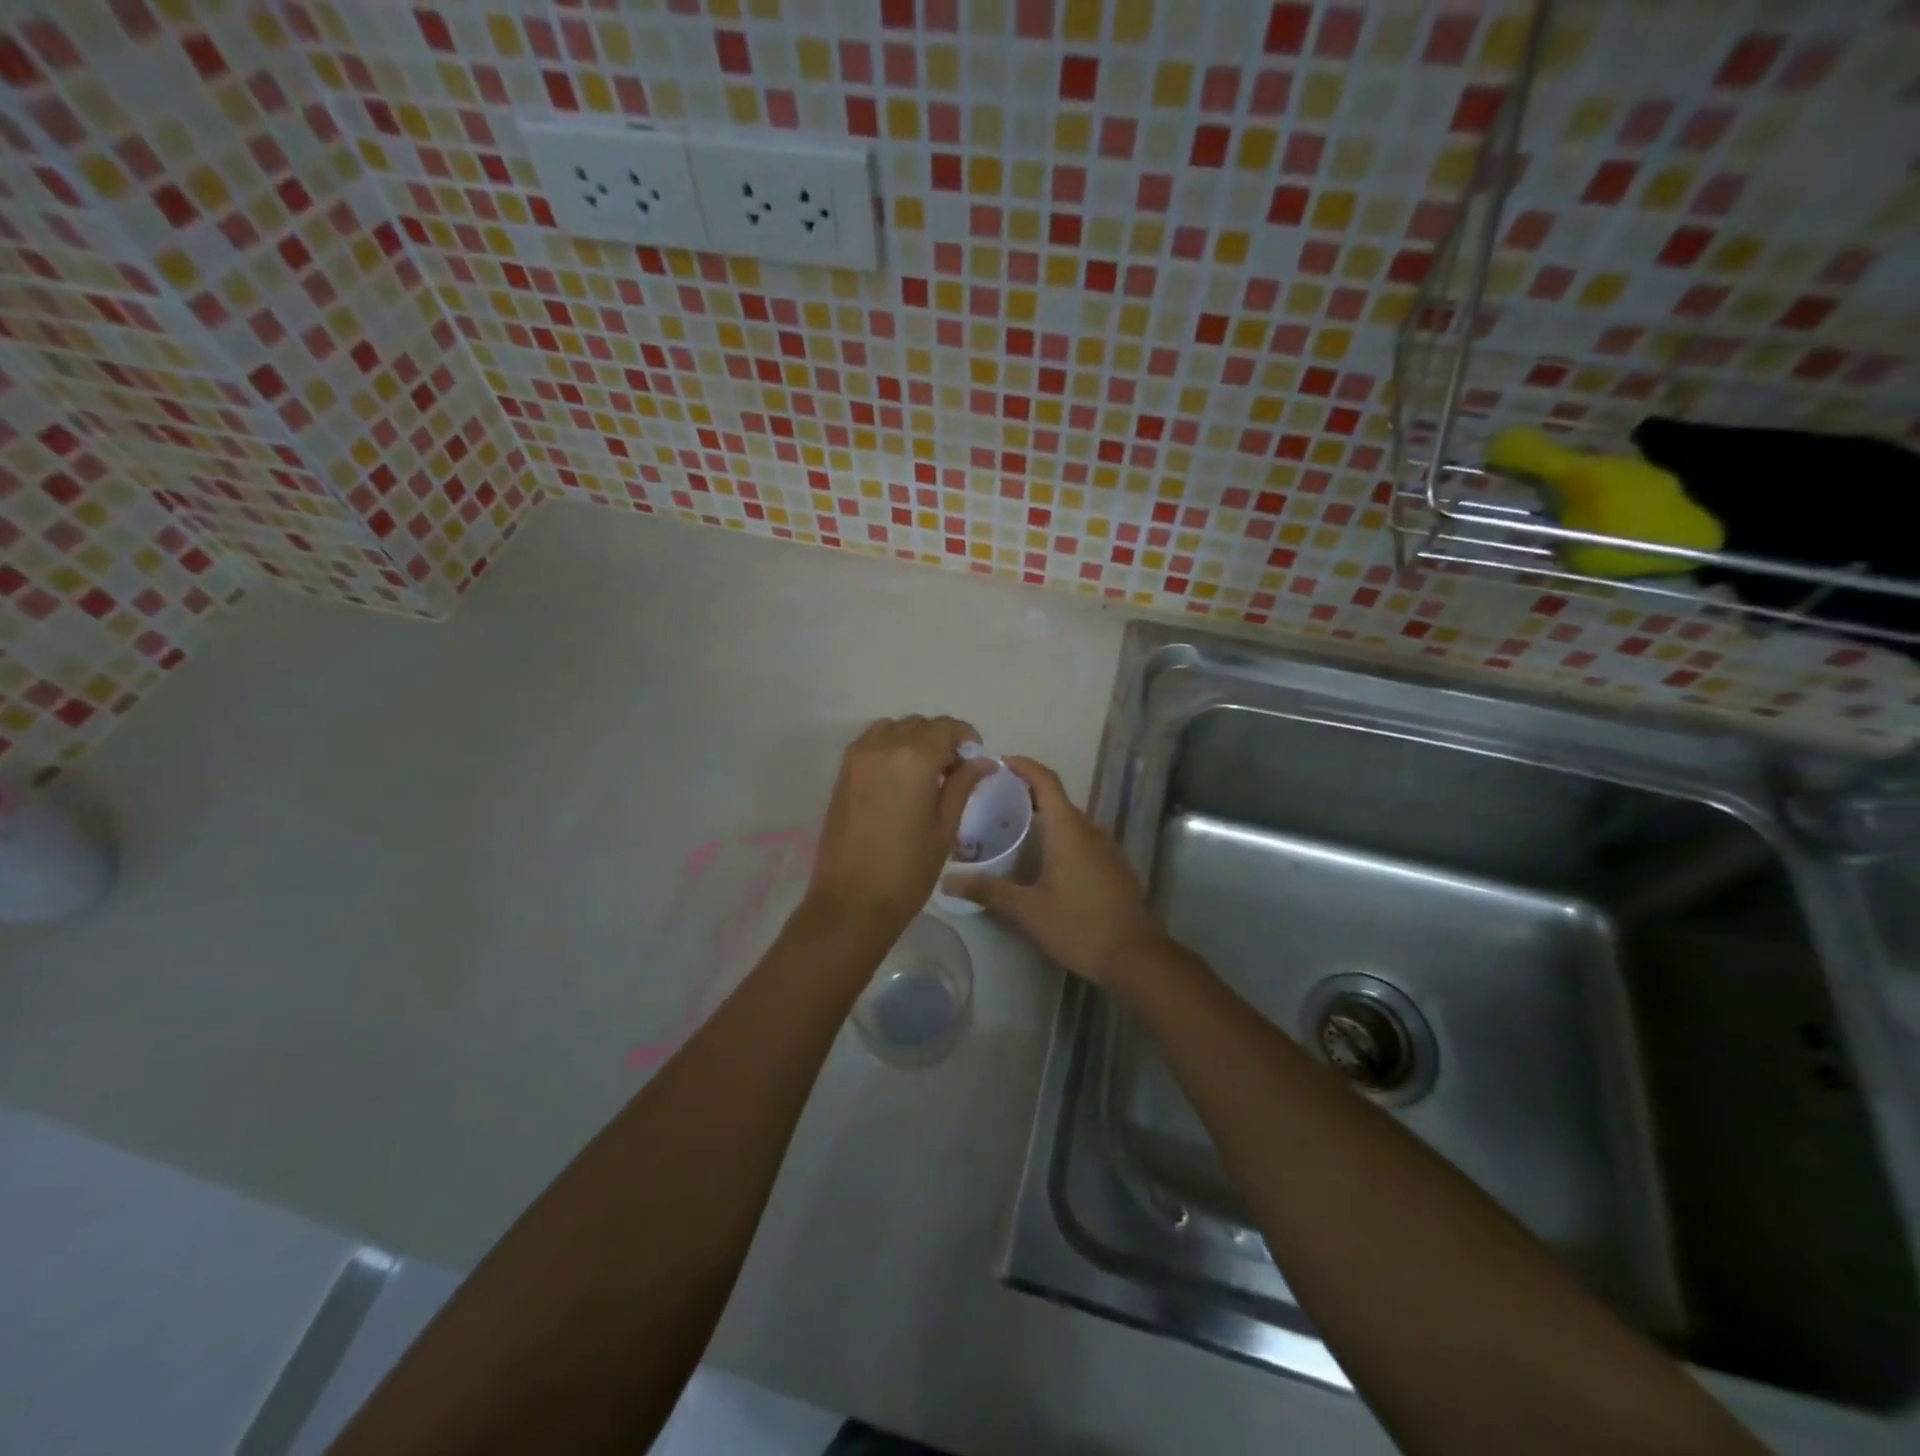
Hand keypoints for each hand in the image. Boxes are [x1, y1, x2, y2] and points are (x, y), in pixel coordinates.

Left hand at [806, 716, 994, 939]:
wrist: (851, 901)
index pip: (946, 727)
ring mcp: (857, 758)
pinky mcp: (842, 773)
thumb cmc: (907, 870)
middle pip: (919, 724)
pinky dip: (890, 748)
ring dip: (913, 740)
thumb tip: (982, 761)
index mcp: (913, 758)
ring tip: (925, 774)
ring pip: (893, 729)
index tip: (975, 759)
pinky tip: (900, 780)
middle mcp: (883, 747)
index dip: (966, 737)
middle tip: (954, 771)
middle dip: (941, 739)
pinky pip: (872, 743)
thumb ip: (962, 785)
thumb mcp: (945, 827)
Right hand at [944, 757, 1170, 991]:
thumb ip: (988, 891)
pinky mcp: (1113, 865)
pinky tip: (1041, 857)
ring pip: (1070, 819)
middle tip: (992, 800)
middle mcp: (1089, 829)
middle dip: (1026, 792)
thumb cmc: (1079, 926)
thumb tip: (948, 881)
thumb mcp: (1028, 910)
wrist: (1135, 957)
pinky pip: (1081, 837)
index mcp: (1068, 829)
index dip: (1023, 766)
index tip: (997, 762)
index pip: (1045, 780)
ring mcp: (1106, 847)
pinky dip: (1059, 835)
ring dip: (1043, 815)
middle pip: (1056, 798)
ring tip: (1011, 826)